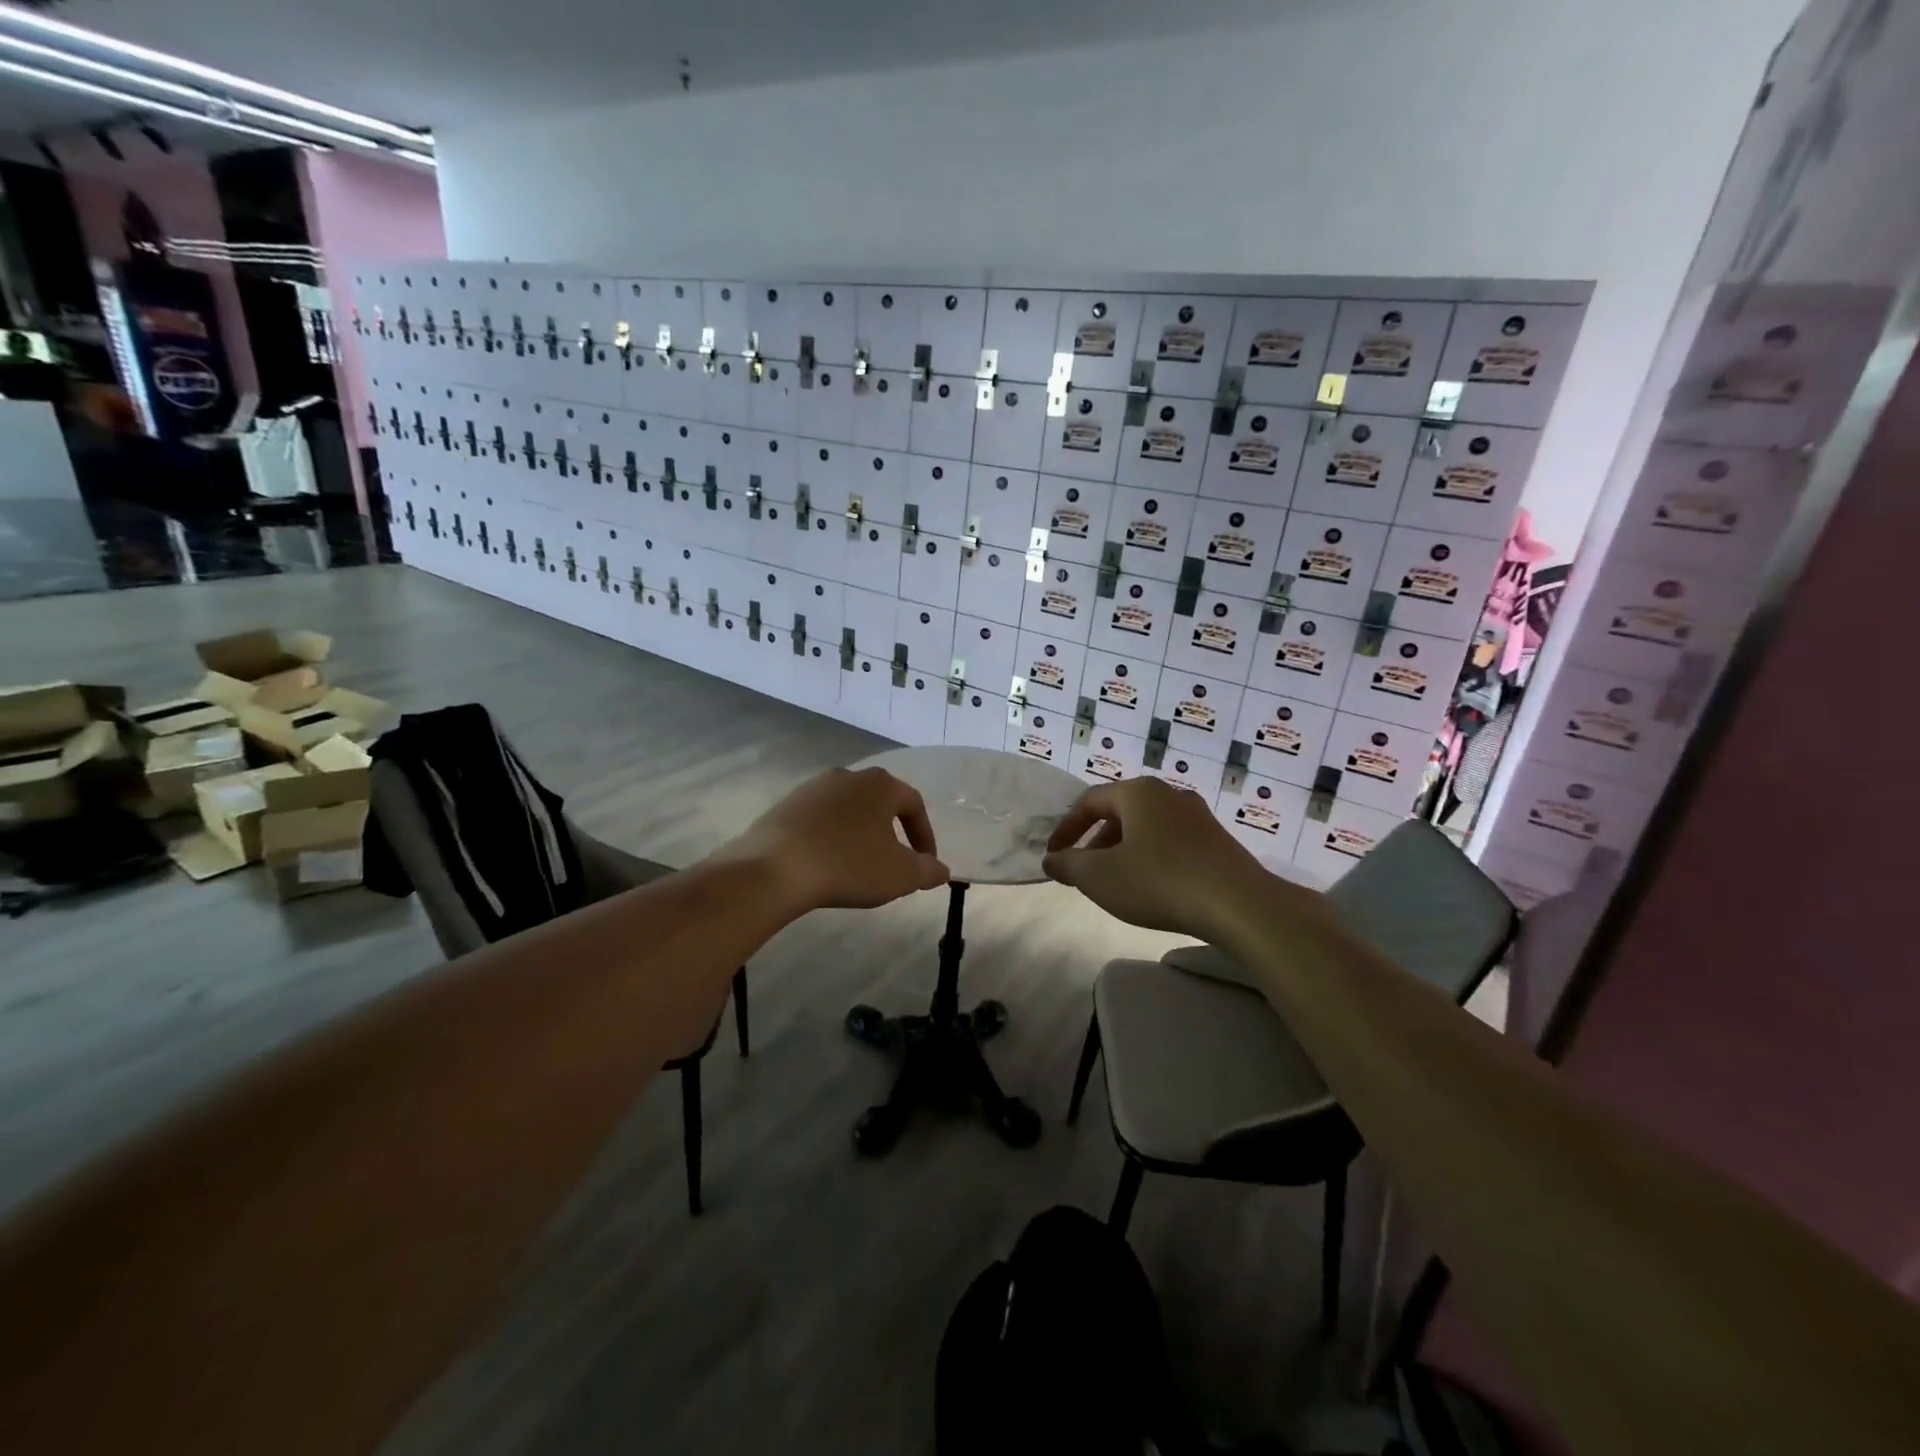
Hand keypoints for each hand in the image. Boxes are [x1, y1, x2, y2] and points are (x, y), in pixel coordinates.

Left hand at [718, 766, 948, 913]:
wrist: (775, 868)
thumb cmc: (849, 865)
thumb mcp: (900, 875)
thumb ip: (928, 870)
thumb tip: (941, 869)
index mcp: (880, 784)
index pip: (913, 804)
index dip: (924, 835)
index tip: (925, 863)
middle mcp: (848, 775)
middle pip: (879, 803)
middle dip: (890, 832)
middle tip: (893, 863)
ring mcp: (812, 787)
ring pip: (848, 810)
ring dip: (858, 834)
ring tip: (858, 866)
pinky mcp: (785, 804)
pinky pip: (819, 820)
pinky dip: (830, 838)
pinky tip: (826, 863)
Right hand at [1042, 778, 1281, 938]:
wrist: (1239, 905)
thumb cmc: (1159, 882)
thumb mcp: (1100, 877)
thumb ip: (1068, 865)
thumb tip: (1052, 860)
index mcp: (1137, 792)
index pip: (1089, 802)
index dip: (1066, 829)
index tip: (1054, 856)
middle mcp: (1168, 793)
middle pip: (1119, 812)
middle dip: (1095, 841)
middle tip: (1082, 871)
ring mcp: (1197, 814)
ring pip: (1146, 827)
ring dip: (1122, 850)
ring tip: (1115, 882)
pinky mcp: (1216, 839)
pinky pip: (1170, 841)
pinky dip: (1150, 857)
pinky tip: (1152, 886)